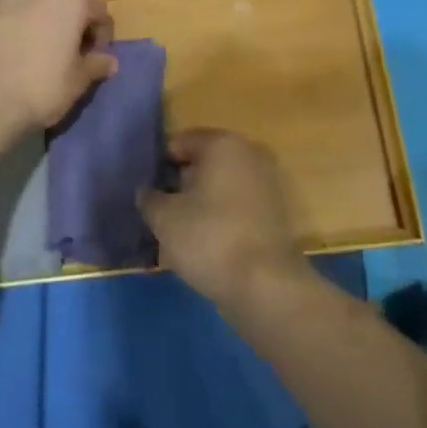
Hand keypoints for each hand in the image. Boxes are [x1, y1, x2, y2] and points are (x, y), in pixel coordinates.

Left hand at [0, 0, 115, 131]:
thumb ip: (95, 65)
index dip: (100, 32)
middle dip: (69, 10)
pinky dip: (2, 3)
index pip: (97, 9)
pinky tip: (2, 24)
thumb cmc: (39, 90)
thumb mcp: (77, 82)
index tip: (95, 55)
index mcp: (71, 0)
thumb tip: (109, 61)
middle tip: (65, 39)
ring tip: (32, 19)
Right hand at [139, 130, 307, 308]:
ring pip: (224, 183)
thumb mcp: (164, 219)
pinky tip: (212, 241)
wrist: (266, 285)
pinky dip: (225, 215)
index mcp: (222, 143)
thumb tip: (147, 192)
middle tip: (166, 211)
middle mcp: (250, 152)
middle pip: (205, 161)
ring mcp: (269, 181)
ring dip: (205, 199)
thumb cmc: (209, 239)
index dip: (161, 165)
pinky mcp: (279, 210)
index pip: (181, 142)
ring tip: (186, 230)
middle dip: (184, 181)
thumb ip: (150, 198)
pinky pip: (241, 203)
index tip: (151, 192)